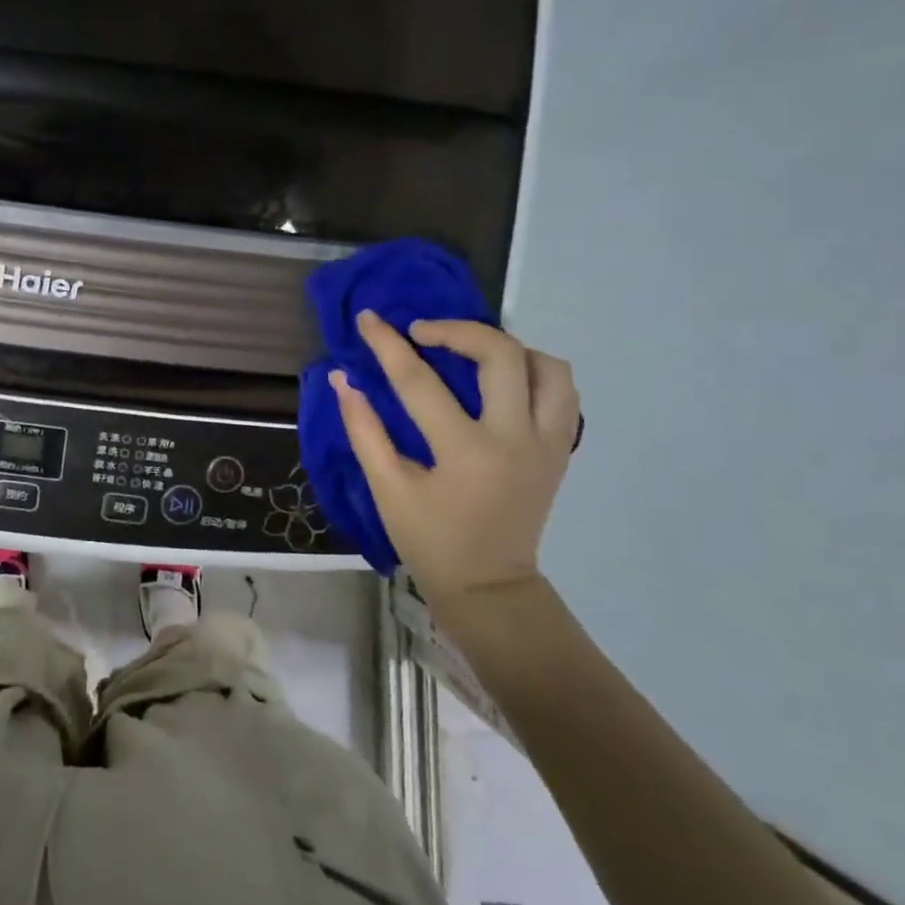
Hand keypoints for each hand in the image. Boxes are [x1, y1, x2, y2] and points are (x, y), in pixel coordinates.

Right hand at [330, 312, 578, 610]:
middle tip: (422, 332)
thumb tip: (342, 379)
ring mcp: (547, 443)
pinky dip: (535, 372)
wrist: (488, 586)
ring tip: (471, 352)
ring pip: (548, 367)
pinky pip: (562, 392)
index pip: (419, 381)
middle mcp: (516, 438)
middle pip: (501, 354)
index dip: (388, 344)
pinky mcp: (561, 450)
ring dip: (508, 347)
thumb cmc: (429, 541)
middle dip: (458, 329)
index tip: (367, 318)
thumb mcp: (387, 489)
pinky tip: (503, 379)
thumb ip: (364, 430)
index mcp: (465, 452)